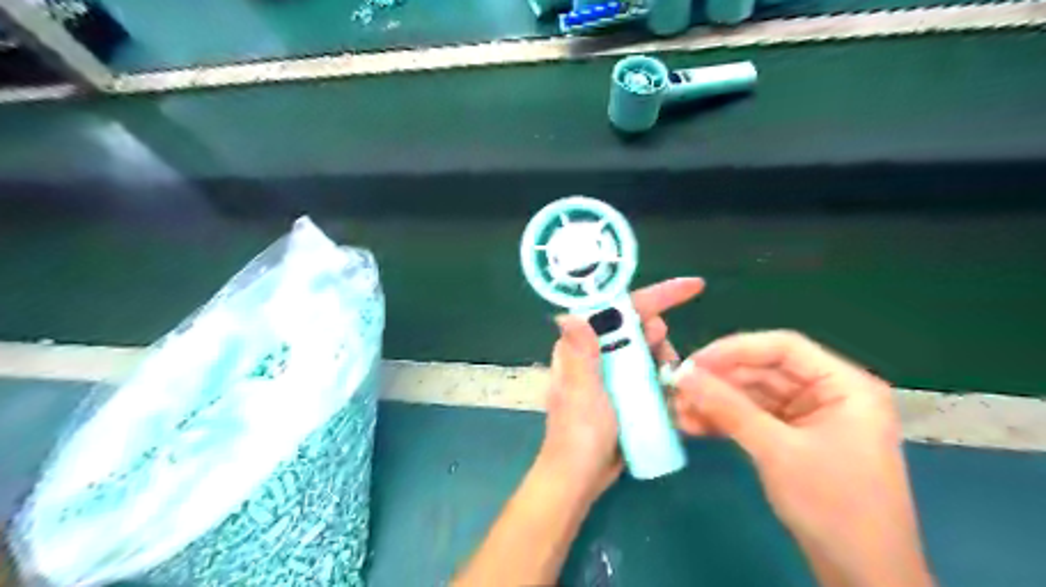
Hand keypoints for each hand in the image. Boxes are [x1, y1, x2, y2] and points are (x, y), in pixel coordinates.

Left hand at [539, 276, 702, 504]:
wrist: (580, 477)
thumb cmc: (577, 435)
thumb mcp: (581, 393)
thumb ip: (580, 355)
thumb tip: (572, 315)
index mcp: (581, 346)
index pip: (616, 309)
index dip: (653, 295)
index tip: (692, 287)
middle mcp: (596, 352)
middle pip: (636, 326)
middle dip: (658, 336)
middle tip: (665, 362)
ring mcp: (611, 372)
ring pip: (647, 351)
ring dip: (664, 361)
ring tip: (668, 384)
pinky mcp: (623, 391)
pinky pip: (650, 374)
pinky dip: (664, 379)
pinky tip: (670, 395)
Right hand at [675, 330, 935, 585]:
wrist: (862, 576)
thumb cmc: (834, 507)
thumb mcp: (777, 451)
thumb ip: (728, 407)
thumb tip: (683, 375)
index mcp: (843, 385)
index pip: (783, 347)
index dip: (734, 349)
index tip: (693, 363)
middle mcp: (827, 393)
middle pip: (763, 370)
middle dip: (718, 381)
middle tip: (677, 389)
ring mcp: (809, 416)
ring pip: (753, 395)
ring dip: (715, 402)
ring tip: (677, 410)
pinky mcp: (793, 438)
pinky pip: (753, 418)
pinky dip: (725, 420)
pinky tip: (693, 425)